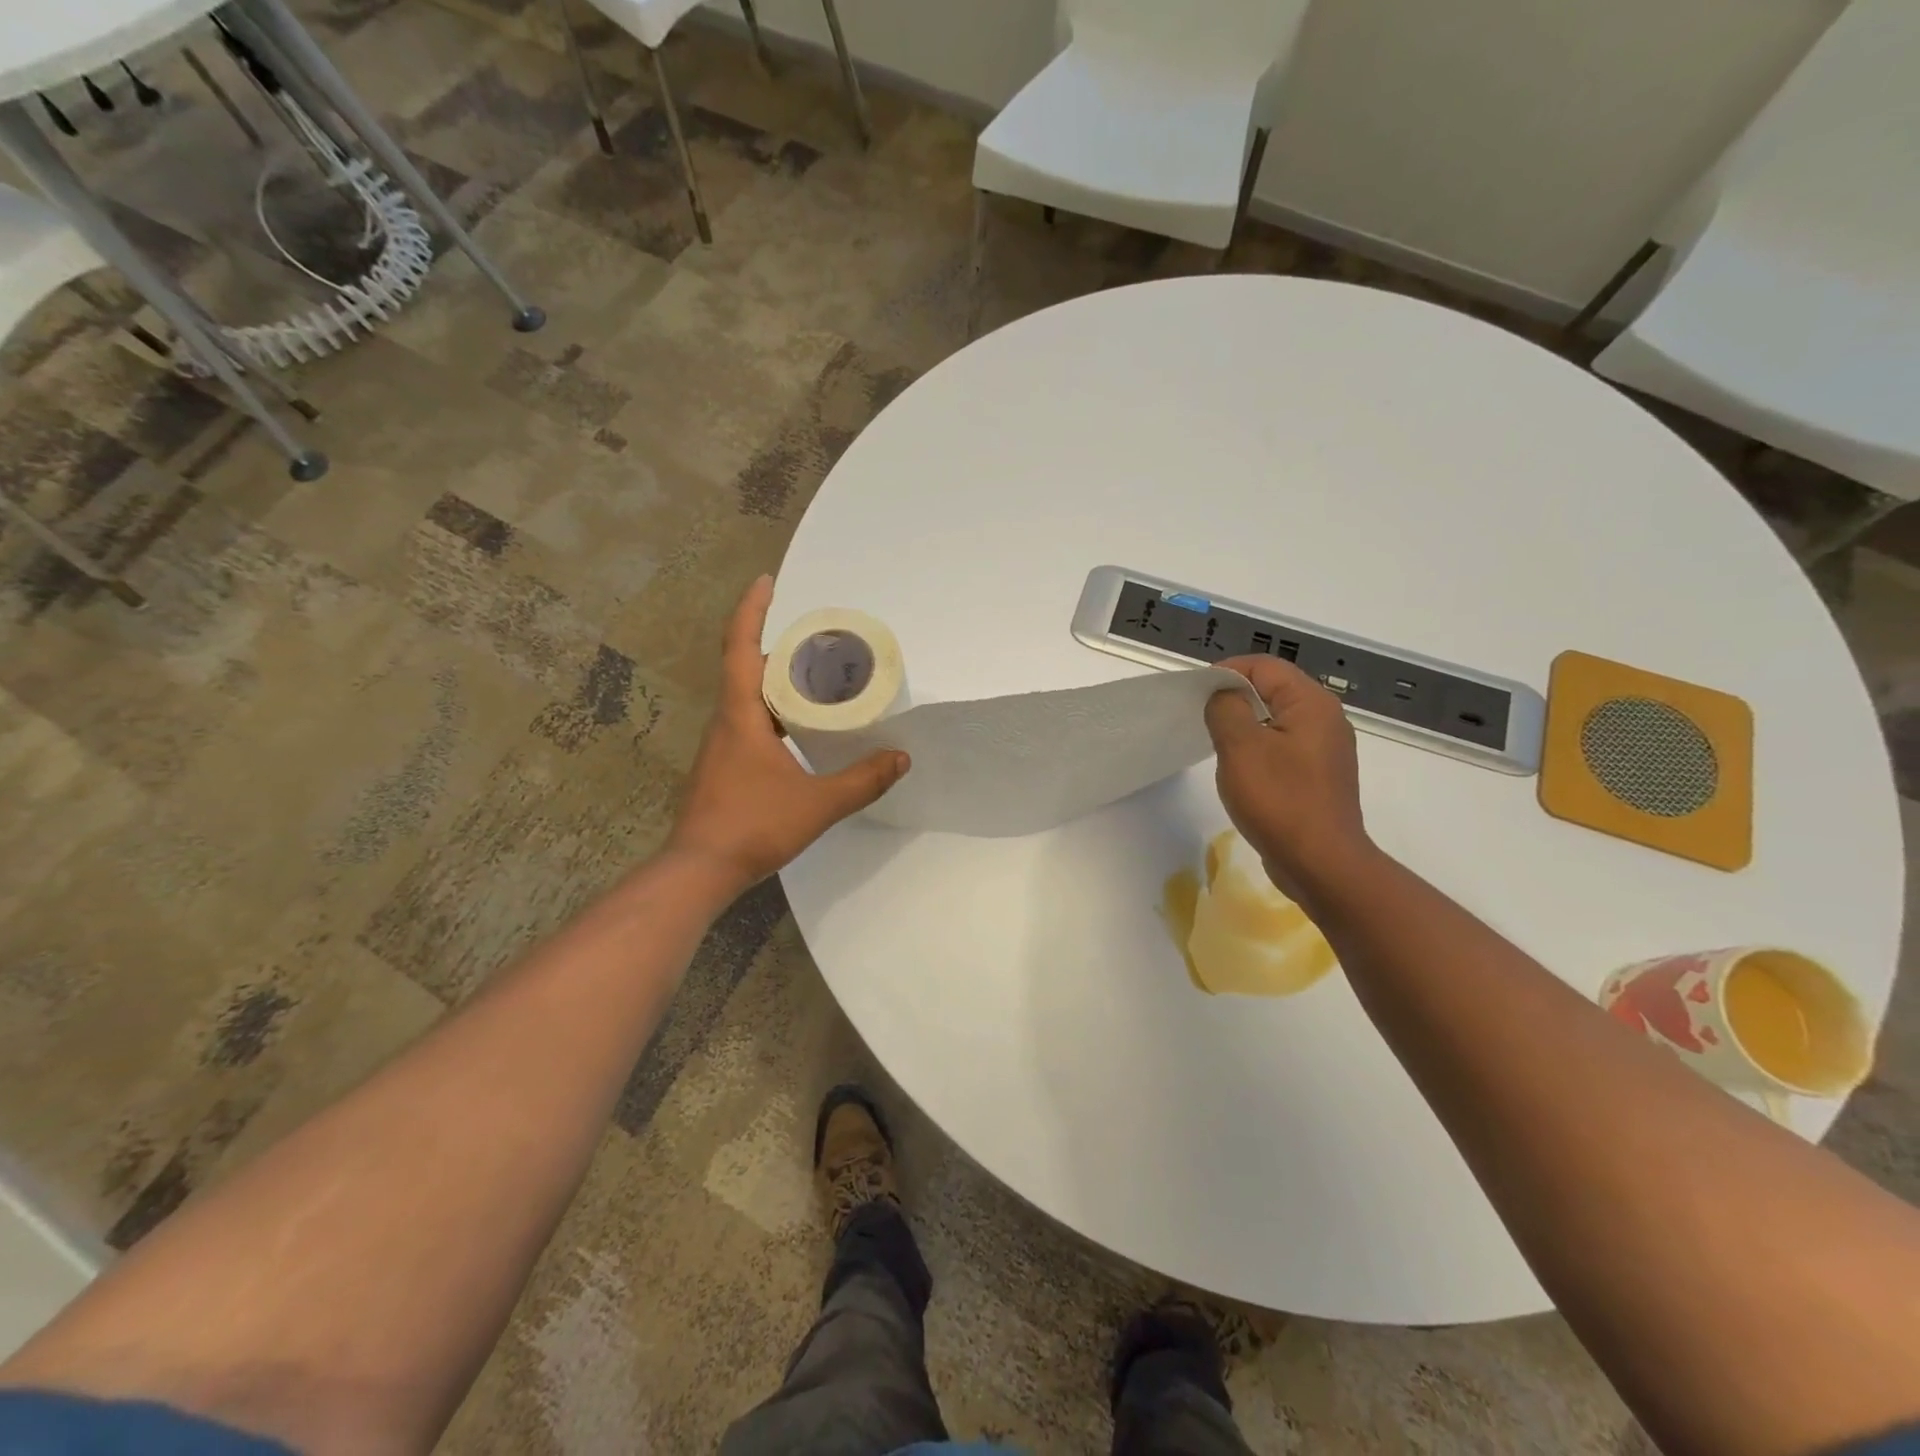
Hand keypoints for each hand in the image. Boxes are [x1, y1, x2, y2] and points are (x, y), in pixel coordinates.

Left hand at [667, 576, 908, 891]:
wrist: (700, 870)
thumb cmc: (753, 826)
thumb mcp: (818, 803)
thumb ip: (863, 781)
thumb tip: (900, 758)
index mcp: (741, 715)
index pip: (740, 647)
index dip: (752, 610)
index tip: (766, 581)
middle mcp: (725, 722)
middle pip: (744, 667)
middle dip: (774, 644)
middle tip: (813, 637)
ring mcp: (720, 747)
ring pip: (745, 698)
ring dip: (773, 679)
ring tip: (812, 676)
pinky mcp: (722, 768)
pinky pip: (747, 723)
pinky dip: (771, 711)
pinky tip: (796, 729)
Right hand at [1205, 656, 1372, 901]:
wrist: (1321, 864)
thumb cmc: (1279, 800)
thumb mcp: (1240, 748)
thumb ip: (1226, 709)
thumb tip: (1223, 695)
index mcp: (1311, 704)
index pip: (1264, 666)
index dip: (1227, 672)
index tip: (1196, 693)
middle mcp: (1325, 719)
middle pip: (1273, 690)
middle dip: (1234, 697)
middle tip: (1201, 717)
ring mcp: (1325, 750)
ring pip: (1276, 720)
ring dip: (1245, 725)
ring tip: (1216, 743)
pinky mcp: (1319, 776)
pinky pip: (1283, 747)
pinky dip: (1259, 748)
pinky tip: (1241, 770)